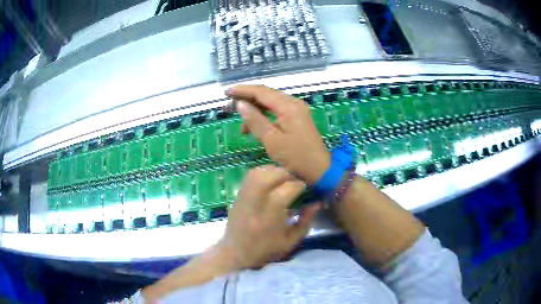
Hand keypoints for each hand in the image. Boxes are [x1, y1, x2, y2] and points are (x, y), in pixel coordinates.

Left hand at [219, 165, 320, 268]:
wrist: (236, 253)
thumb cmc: (266, 250)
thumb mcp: (291, 241)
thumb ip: (305, 221)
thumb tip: (317, 203)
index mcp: (270, 217)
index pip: (287, 190)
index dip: (300, 185)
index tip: (307, 188)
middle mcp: (255, 203)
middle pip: (271, 176)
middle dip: (288, 174)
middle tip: (296, 180)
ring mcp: (244, 197)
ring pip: (259, 172)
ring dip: (275, 171)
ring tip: (284, 178)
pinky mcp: (237, 195)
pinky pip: (250, 176)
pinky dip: (263, 172)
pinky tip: (271, 179)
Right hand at [227, 85, 330, 183]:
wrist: (320, 169)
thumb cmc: (296, 157)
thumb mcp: (272, 140)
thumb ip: (255, 120)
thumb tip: (240, 104)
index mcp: (288, 106)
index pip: (261, 92)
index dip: (243, 91)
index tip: (226, 93)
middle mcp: (293, 103)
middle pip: (266, 95)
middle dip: (247, 99)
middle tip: (230, 108)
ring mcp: (297, 110)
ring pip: (271, 103)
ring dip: (255, 111)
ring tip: (242, 127)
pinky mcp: (297, 117)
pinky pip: (277, 111)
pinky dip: (264, 117)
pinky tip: (255, 128)